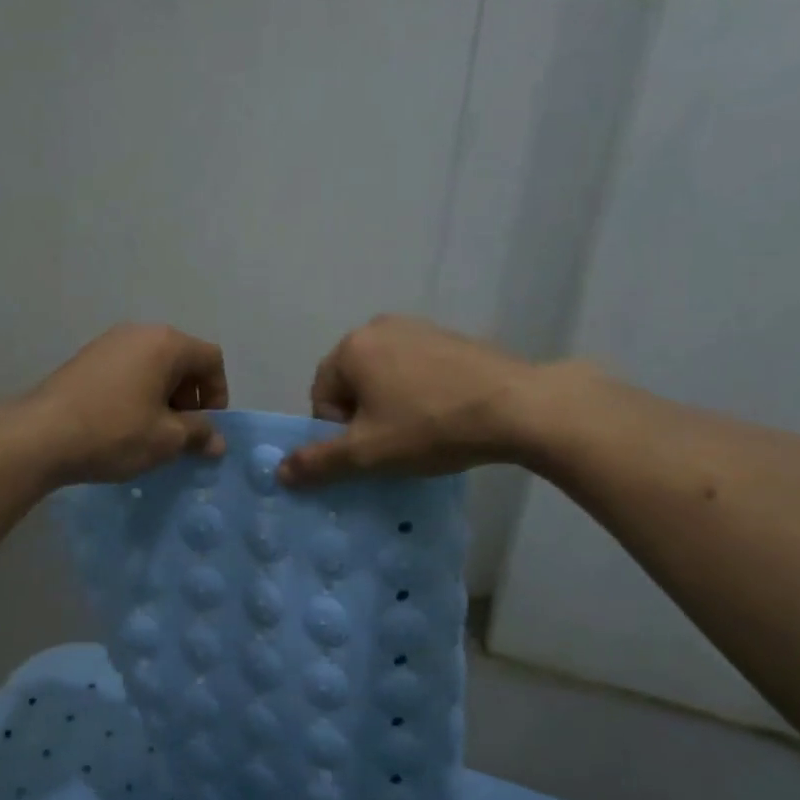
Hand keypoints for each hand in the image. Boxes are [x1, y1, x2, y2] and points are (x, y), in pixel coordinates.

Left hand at [13, 324, 228, 485]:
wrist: (40, 435)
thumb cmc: (114, 432)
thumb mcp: (165, 439)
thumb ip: (198, 434)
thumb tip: (216, 440)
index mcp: (165, 343)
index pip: (211, 359)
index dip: (218, 394)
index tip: (206, 428)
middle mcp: (138, 332)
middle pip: (181, 359)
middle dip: (189, 397)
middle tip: (180, 434)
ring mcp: (107, 343)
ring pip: (152, 367)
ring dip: (162, 397)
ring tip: (151, 432)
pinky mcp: (85, 359)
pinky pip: (126, 372)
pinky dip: (136, 394)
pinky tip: (122, 425)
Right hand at [279, 315, 551, 485]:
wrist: (520, 408)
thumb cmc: (430, 427)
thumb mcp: (367, 453)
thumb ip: (317, 462)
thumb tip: (279, 473)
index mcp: (352, 347)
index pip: (321, 397)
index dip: (338, 432)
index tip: (371, 450)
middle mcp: (379, 326)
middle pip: (352, 385)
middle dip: (364, 417)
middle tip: (394, 444)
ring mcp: (420, 328)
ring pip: (385, 378)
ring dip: (392, 407)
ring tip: (422, 432)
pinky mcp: (452, 338)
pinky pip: (417, 370)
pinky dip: (420, 394)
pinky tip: (446, 415)